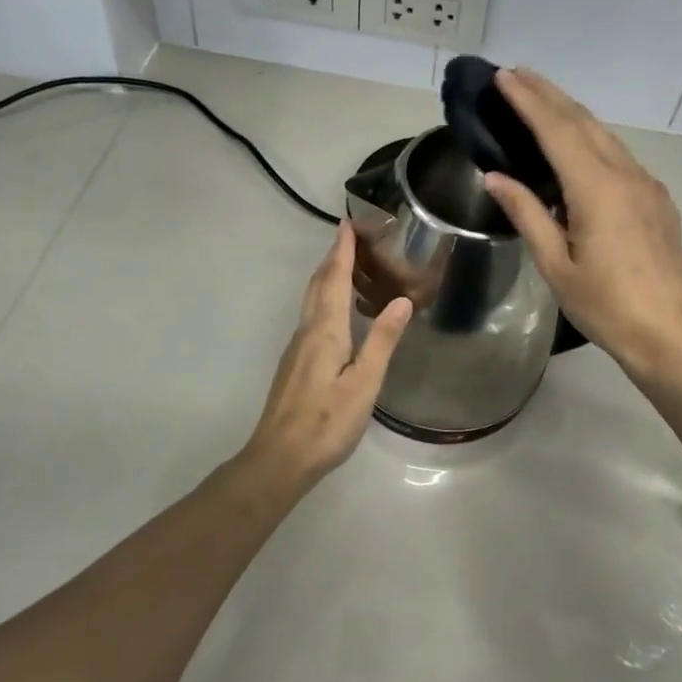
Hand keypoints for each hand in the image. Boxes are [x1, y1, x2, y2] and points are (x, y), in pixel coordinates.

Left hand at [240, 221, 412, 487]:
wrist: (280, 458)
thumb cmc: (327, 422)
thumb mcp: (365, 383)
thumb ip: (383, 340)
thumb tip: (402, 299)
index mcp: (325, 331)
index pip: (333, 279)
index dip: (341, 250)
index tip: (347, 222)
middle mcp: (307, 331)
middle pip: (317, 284)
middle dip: (333, 257)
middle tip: (351, 236)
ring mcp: (297, 348)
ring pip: (312, 300)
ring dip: (327, 276)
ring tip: (347, 264)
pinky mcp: (295, 364)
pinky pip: (312, 317)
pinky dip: (325, 298)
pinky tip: (337, 311)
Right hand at [484, 68, 681, 375]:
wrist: (669, 332)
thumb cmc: (605, 305)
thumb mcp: (555, 264)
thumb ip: (526, 214)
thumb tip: (495, 177)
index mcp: (596, 188)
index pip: (556, 130)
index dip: (528, 100)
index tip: (504, 77)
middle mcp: (625, 174)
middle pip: (583, 121)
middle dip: (549, 94)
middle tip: (517, 74)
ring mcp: (647, 184)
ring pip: (605, 135)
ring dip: (571, 113)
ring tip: (541, 101)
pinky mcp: (657, 199)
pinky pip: (619, 156)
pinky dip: (592, 139)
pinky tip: (578, 146)